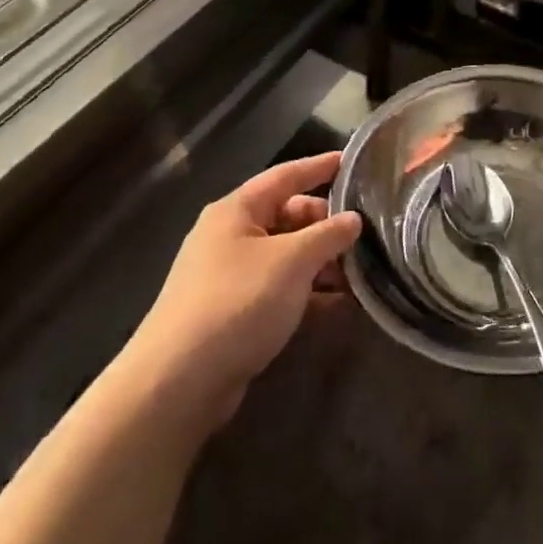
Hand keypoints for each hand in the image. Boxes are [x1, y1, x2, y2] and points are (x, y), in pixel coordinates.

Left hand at [126, 152, 360, 431]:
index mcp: (237, 211)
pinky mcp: (235, 312)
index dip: (318, 167)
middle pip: (287, 217)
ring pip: (287, 256)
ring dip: (322, 263)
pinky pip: (280, 289)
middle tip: (364, 235)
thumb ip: (328, 235)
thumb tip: (353, 219)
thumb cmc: (238, 301)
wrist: (179, 381)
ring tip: (360, 275)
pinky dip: (309, 293)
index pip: (285, 176)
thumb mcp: (292, 261)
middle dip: (326, 225)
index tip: (351, 162)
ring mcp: (231, 276)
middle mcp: (231, 236)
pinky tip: (340, 306)